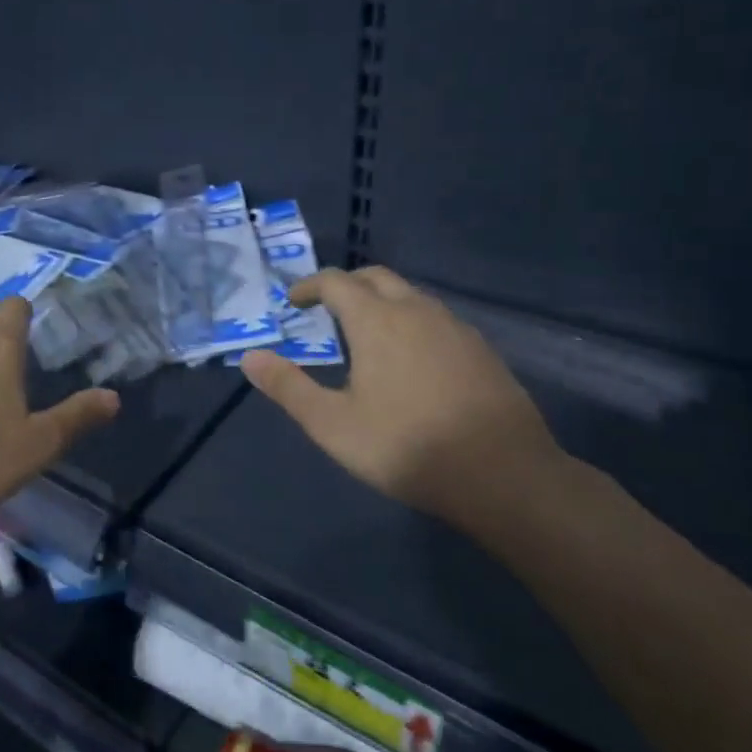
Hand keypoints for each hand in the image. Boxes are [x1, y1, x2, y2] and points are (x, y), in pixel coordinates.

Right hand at [240, 267, 567, 528]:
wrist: (502, 474)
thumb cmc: (406, 446)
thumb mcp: (333, 424)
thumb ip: (288, 387)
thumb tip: (249, 357)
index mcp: (377, 320)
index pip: (336, 282)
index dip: (309, 286)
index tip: (293, 301)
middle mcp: (417, 310)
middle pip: (376, 277)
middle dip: (347, 285)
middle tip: (326, 308)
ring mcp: (455, 328)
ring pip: (411, 296)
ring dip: (382, 301)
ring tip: (366, 333)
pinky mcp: (481, 350)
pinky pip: (437, 319)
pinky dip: (412, 322)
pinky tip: (412, 359)